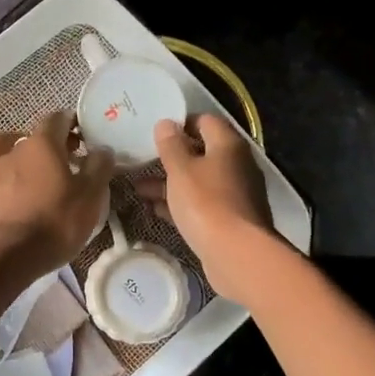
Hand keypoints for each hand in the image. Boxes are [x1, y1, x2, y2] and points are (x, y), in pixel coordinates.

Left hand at [0, 110, 114, 277]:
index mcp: (42, 147)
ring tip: (14, 152)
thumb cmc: (55, 224)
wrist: (8, 256)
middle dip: (43, 141)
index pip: (57, 121)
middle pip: (27, 135)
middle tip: (57, 158)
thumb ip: (98, 168)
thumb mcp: (91, 197)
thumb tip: (101, 148)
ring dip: (4, 144)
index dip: (69, 125)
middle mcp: (9, 152)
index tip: (80, 138)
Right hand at [138, 114, 275, 302]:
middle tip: (141, 162)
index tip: (155, 133)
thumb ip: (171, 145)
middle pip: (201, 152)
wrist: (236, 254)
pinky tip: (156, 210)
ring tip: (139, 189)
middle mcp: (236, 165)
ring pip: (198, 181)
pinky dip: (180, 204)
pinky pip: (201, 204)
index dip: (180, 123)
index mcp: (228, 145)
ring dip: (170, 183)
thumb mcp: (181, 170)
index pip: (205, 121)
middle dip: (170, 158)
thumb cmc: (206, 204)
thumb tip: (166, 123)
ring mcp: (235, 194)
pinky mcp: (230, 219)